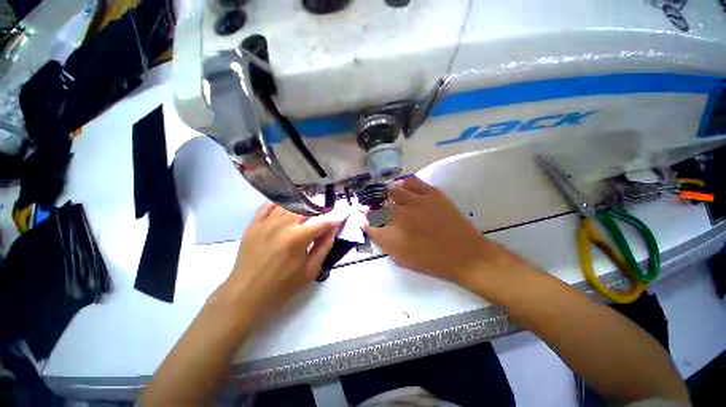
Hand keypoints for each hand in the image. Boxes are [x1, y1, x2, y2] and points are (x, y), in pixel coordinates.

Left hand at [214, 203, 342, 320]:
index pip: (322, 221)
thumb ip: (324, 246)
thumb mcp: (309, 271)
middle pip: (306, 207)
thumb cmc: (281, 287)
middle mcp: (282, 225)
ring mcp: (266, 222)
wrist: (245, 295)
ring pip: (288, 203)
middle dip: (319, 207)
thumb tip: (334, 229)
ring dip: (302, 204)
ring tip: (309, 208)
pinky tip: (288, 206)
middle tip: (326, 211)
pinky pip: (268, 206)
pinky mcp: (253, 224)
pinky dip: (281, 203)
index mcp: (297, 238)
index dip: (335, 217)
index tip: (343, 214)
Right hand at [362, 177, 509, 283]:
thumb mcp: (401, 259)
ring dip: (385, 195)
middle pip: (376, 204)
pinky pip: (411, 182)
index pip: (366, 221)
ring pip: (391, 191)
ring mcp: (416, 202)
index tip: (358, 215)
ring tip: (386, 198)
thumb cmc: (431, 262)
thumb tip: (370, 226)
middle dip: (370, 205)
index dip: (360, 217)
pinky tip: (401, 189)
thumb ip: (383, 241)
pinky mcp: (431, 194)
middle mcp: (400, 217)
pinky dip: (402, 184)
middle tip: (371, 206)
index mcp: (392, 236)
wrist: (465, 255)